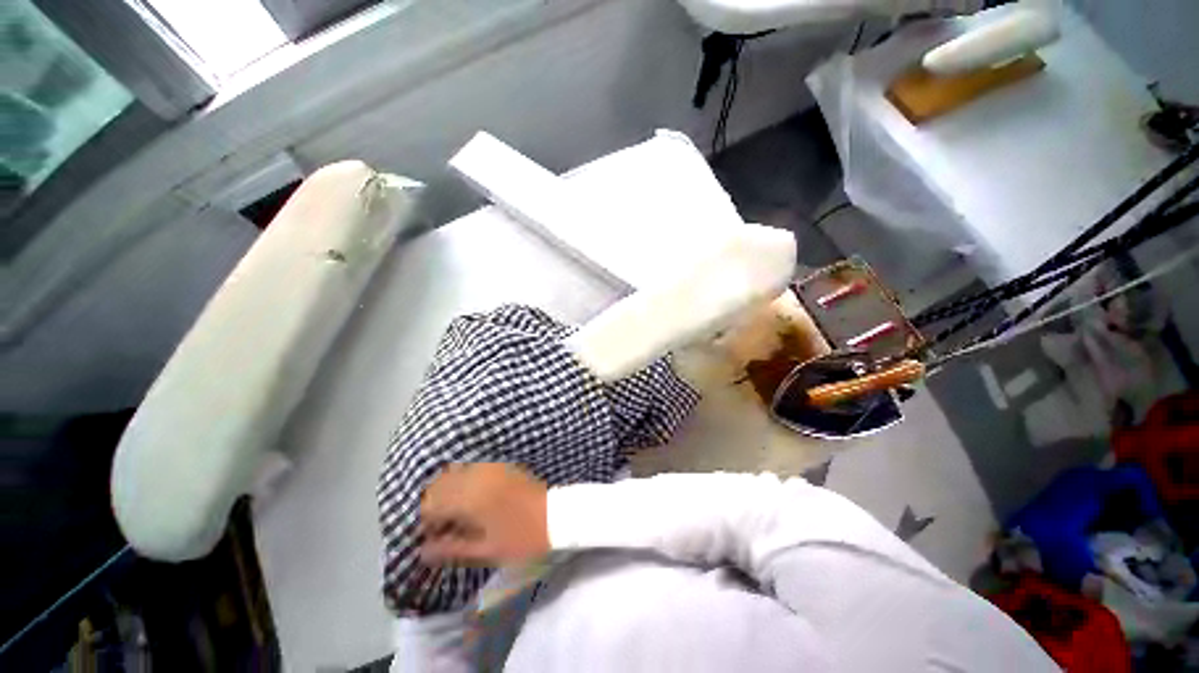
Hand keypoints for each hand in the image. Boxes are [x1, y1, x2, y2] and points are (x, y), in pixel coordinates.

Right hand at [420, 463, 550, 564]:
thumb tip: (422, 551)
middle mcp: (476, 475)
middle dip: (434, 503)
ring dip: (448, 490)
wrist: (556, 515)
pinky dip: (463, 481)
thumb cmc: (521, 538)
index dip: (426, 522)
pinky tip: (471, 499)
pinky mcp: (501, 465)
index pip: (431, 503)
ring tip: (456, 514)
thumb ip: (451, 549)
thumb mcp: (485, 551)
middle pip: (439, 483)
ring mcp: (489, 467)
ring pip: (454, 472)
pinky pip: (471, 468)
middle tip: (442, 526)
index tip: (431, 537)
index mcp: (469, 496)